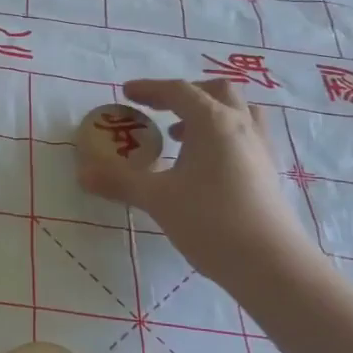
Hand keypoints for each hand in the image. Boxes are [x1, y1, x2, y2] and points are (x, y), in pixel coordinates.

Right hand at [78, 79, 321, 298]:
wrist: (270, 264)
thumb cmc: (210, 221)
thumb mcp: (157, 199)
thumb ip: (119, 182)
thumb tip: (82, 173)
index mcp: (213, 122)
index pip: (179, 91)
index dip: (151, 89)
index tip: (127, 93)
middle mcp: (241, 126)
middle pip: (217, 91)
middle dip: (186, 94)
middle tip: (160, 109)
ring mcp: (261, 149)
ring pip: (240, 112)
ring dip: (210, 113)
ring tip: (184, 136)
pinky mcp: (270, 173)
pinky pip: (247, 137)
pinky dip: (224, 137)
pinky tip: (207, 166)